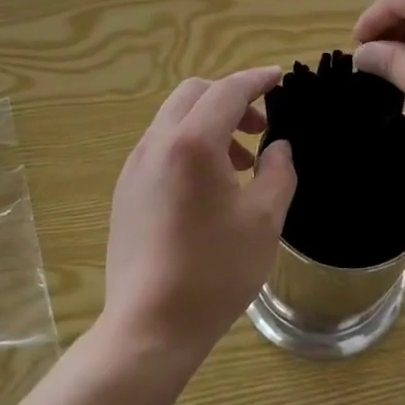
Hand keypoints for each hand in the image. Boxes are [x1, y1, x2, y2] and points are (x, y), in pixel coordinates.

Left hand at [102, 67, 297, 366]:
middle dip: (230, 98)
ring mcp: (135, 166)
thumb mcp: (264, 219)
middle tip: (259, 126)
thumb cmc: (214, 270)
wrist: (149, 326)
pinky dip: (189, 145)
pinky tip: (209, 186)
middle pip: (194, 94)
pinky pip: (161, 146)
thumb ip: (277, 171)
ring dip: (209, 123)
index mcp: (193, 142)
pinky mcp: (126, 190)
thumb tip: (277, 147)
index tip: (278, 77)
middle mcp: (158, 142)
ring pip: (175, 119)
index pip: (228, 90)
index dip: (256, 80)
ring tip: (240, 163)